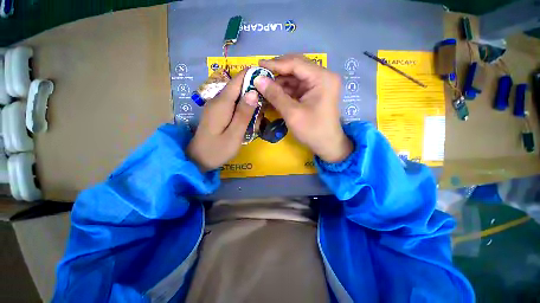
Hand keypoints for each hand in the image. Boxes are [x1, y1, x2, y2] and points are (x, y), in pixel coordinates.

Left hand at [187, 70, 258, 171]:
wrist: (197, 159)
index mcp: (222, 103)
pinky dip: (243, 110)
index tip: (268, 80)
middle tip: (263, 109)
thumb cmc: (217, 150)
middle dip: (253, 94)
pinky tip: (247, 122)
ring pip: (237, 97)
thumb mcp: (234, 134)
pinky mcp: (217, 112)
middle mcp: (217, 100)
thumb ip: (244, 114)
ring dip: (249, 104)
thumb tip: (254, 92)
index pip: (238, 80)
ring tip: (255, 121)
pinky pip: (233, 105)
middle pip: (238, 87)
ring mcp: (216, 106)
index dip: (253, 76)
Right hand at [255, 55, 352, 162]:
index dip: (275, 63)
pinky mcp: (314, 92)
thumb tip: (257, 79)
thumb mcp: (292, 113)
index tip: (257, 65)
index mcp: (322, 78)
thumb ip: (275, 95)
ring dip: (279, 82)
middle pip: (296, 67)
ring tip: (263, 86)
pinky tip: (273, 94)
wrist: (327, 145)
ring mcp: (319, 84)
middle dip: (277, 72)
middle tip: (259, 76)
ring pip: (294, 77)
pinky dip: (284, 90)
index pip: (295, 63)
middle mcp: (322, 76)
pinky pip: (296, 87)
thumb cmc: (312, 130)